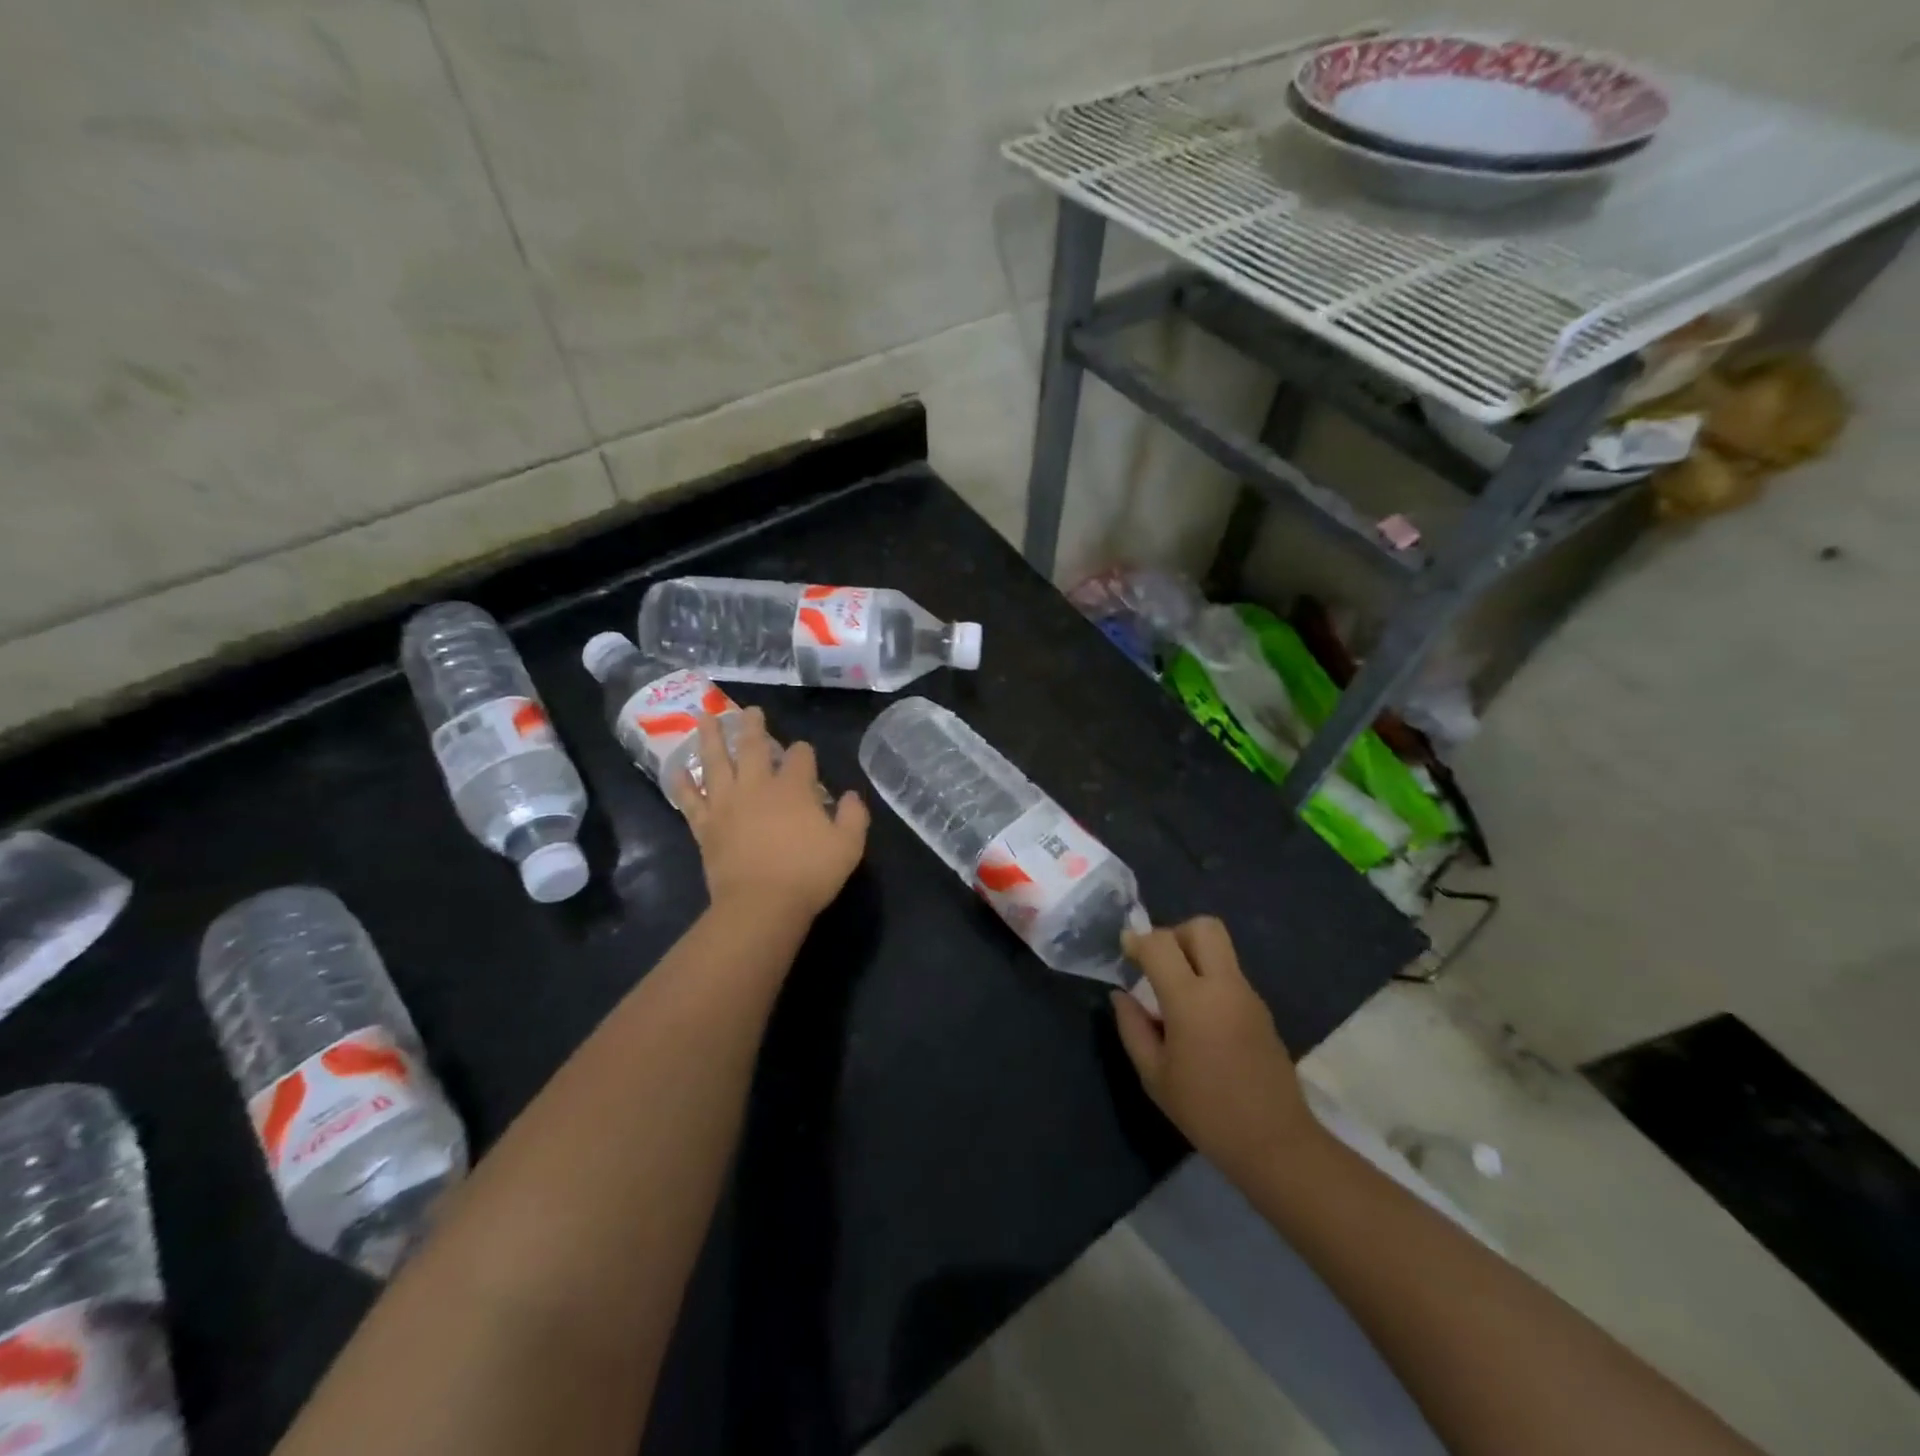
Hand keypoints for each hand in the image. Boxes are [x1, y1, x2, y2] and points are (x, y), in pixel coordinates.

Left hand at [676, 709, 869, 922]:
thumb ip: (854, 816)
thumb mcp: (849, 846)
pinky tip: (676, 770)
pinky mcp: (706, 827)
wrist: (760, 906)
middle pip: (754, 747)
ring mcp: (726, 805)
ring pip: (716, 762)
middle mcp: (757, 787)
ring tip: (705, 717)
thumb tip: (851, 795)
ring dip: (711, 737)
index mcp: (793, 788)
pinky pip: (690, 800)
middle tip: (750, 710)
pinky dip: (682, 784)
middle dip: (753, 726)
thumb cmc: (809, 874)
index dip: (804, 752)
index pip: (800, 757)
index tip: (805, 753)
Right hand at [1110, 917, 1318, 1180]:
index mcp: (1192, 1000)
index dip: (1137, 940)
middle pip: (1203, 927)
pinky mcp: (1262, 1009)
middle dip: (1174, 934)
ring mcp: (1248, 995)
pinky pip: (1230, 974)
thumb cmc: (1206, 1112)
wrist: (1275, 1143)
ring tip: (1174, 994)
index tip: (1124, 951)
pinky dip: (1209, 979)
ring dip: (1193, 956)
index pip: (1160, 944)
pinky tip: (1198, 1018)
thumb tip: (1121, 995)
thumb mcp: (1154, 1075)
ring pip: (1220, 948)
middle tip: (1157, 964)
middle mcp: (1223, 986)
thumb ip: (1133, 1027)